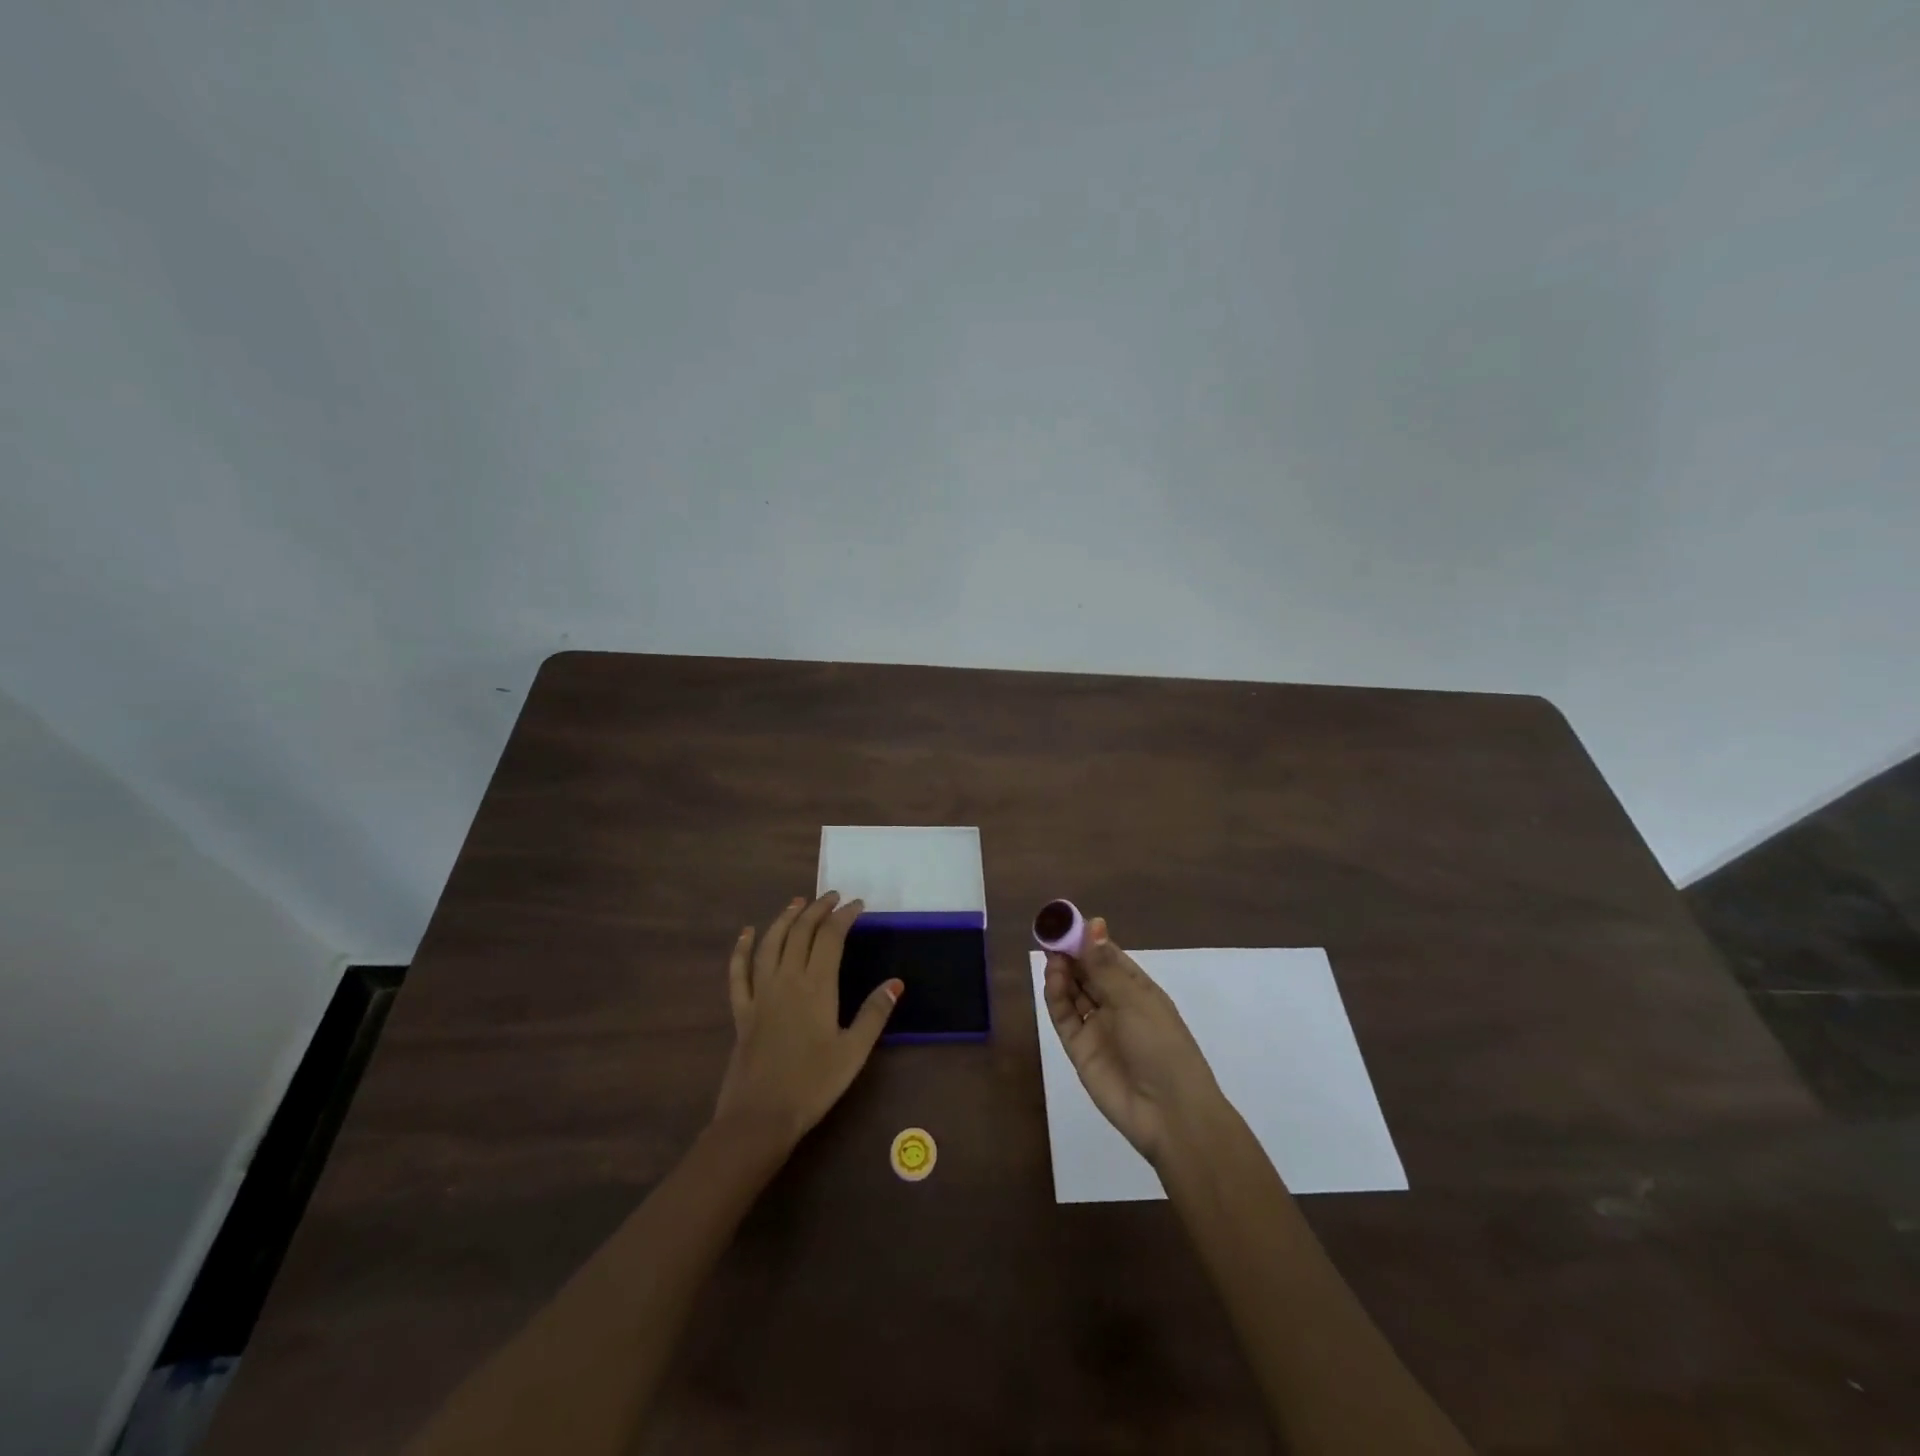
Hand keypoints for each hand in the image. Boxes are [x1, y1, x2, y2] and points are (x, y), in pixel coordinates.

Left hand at [713, 892, 900, 1148]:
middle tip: (832, 897)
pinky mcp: (742, 1011)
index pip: (831, 937)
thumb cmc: (813, 1084)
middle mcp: (786, 980)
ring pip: (770, 943)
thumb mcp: (854, 1051)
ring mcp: (760, 993)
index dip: (844, 915)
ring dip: (785, 919)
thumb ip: (874, 1013)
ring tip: (797, 903)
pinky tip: (746, 934)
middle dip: (817, 909)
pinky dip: (741, 949)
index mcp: (816, 986)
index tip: (858, 905)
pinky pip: (738, 972)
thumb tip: (896, 982)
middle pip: (801, 932)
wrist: (760, 1117)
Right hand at [1042, 916, 1223, 1164]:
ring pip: (1073, 992)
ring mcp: (1097, 1027)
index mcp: (1138, 989)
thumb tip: (1093, 923)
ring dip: (1062, 972)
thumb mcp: (1135, 1000)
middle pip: (1087, 972)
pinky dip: (1056, 996)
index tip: (1068, 921)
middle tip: (1051, 934)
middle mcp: (1116, 1005)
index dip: (1089, 939)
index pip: (1108, 956)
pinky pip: (1064, 1016)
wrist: (1169, 1113)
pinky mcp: (1079, 1049)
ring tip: (1051, 954)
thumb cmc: (1161, 1046)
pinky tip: (1052, 978)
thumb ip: (1105, 965)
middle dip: (1071, 953)